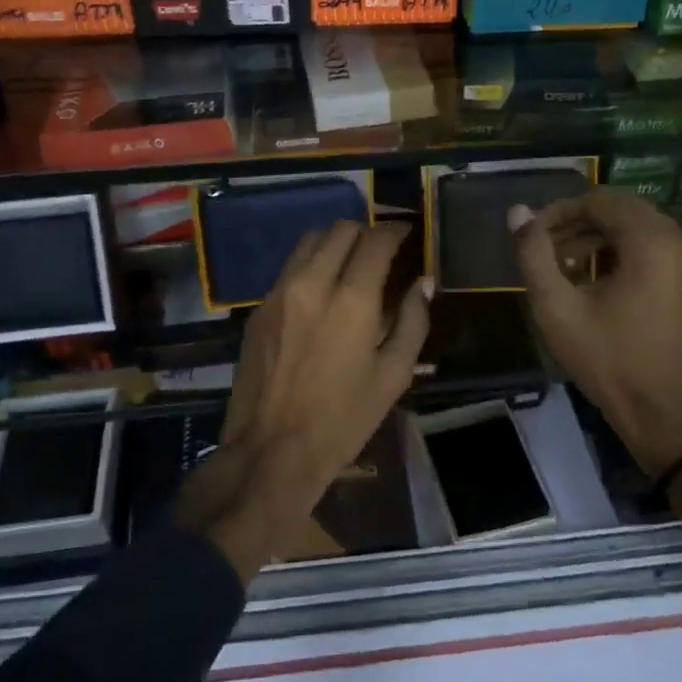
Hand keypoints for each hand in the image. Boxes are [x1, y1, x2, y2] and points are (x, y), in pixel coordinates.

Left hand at [174, 221, 430, 581]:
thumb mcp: (393, 376)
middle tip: (380, 254)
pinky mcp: (258, 309)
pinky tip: (320, 294)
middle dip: (365, 234)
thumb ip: (413, 321)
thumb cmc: (343, 419)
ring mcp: (279, 293)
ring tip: (349, 267)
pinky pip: (289, 269)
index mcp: (352, 299)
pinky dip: (310, 266)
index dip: (395, 231)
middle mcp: (312, 283)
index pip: (376, 240)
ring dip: (334, 244)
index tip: (406, 235)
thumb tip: (422, 283)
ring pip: (309, 241)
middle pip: (340, 229)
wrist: (272, 451)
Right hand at [510, 189, 681, 478]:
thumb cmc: (607, 361)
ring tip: (569, 264)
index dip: (561, 210)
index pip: (600, 200)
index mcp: (652, 242)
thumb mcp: (557, 308)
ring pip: (643, 229)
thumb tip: (518, 212)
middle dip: (581, 222)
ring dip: (603, 238)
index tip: (535, 234)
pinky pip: (661, 250)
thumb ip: (533, 254)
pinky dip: (629, 253)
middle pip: (624, 210)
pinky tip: (603, 280)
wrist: (663, 416)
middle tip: (549, 248)